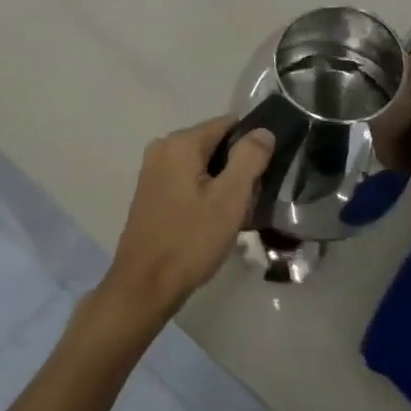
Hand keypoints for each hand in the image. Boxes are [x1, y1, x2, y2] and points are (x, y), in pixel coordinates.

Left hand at [90, 117, 274, 336]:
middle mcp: (162, 148)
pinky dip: (204, 195)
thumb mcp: (230, 198)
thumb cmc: (191, 240)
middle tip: (250, 202)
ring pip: (202, 166)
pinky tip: (213, 222)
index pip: (228, 124)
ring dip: (222, 185)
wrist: (145, 285)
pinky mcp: (151, 193)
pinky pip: (187, 181)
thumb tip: (262, 131)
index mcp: (180, 143)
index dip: (252, 145)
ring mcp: (153, 171)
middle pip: (215, 145)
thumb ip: (249, 158)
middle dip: (237, 168)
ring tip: (235, 216)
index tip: (265, 174)